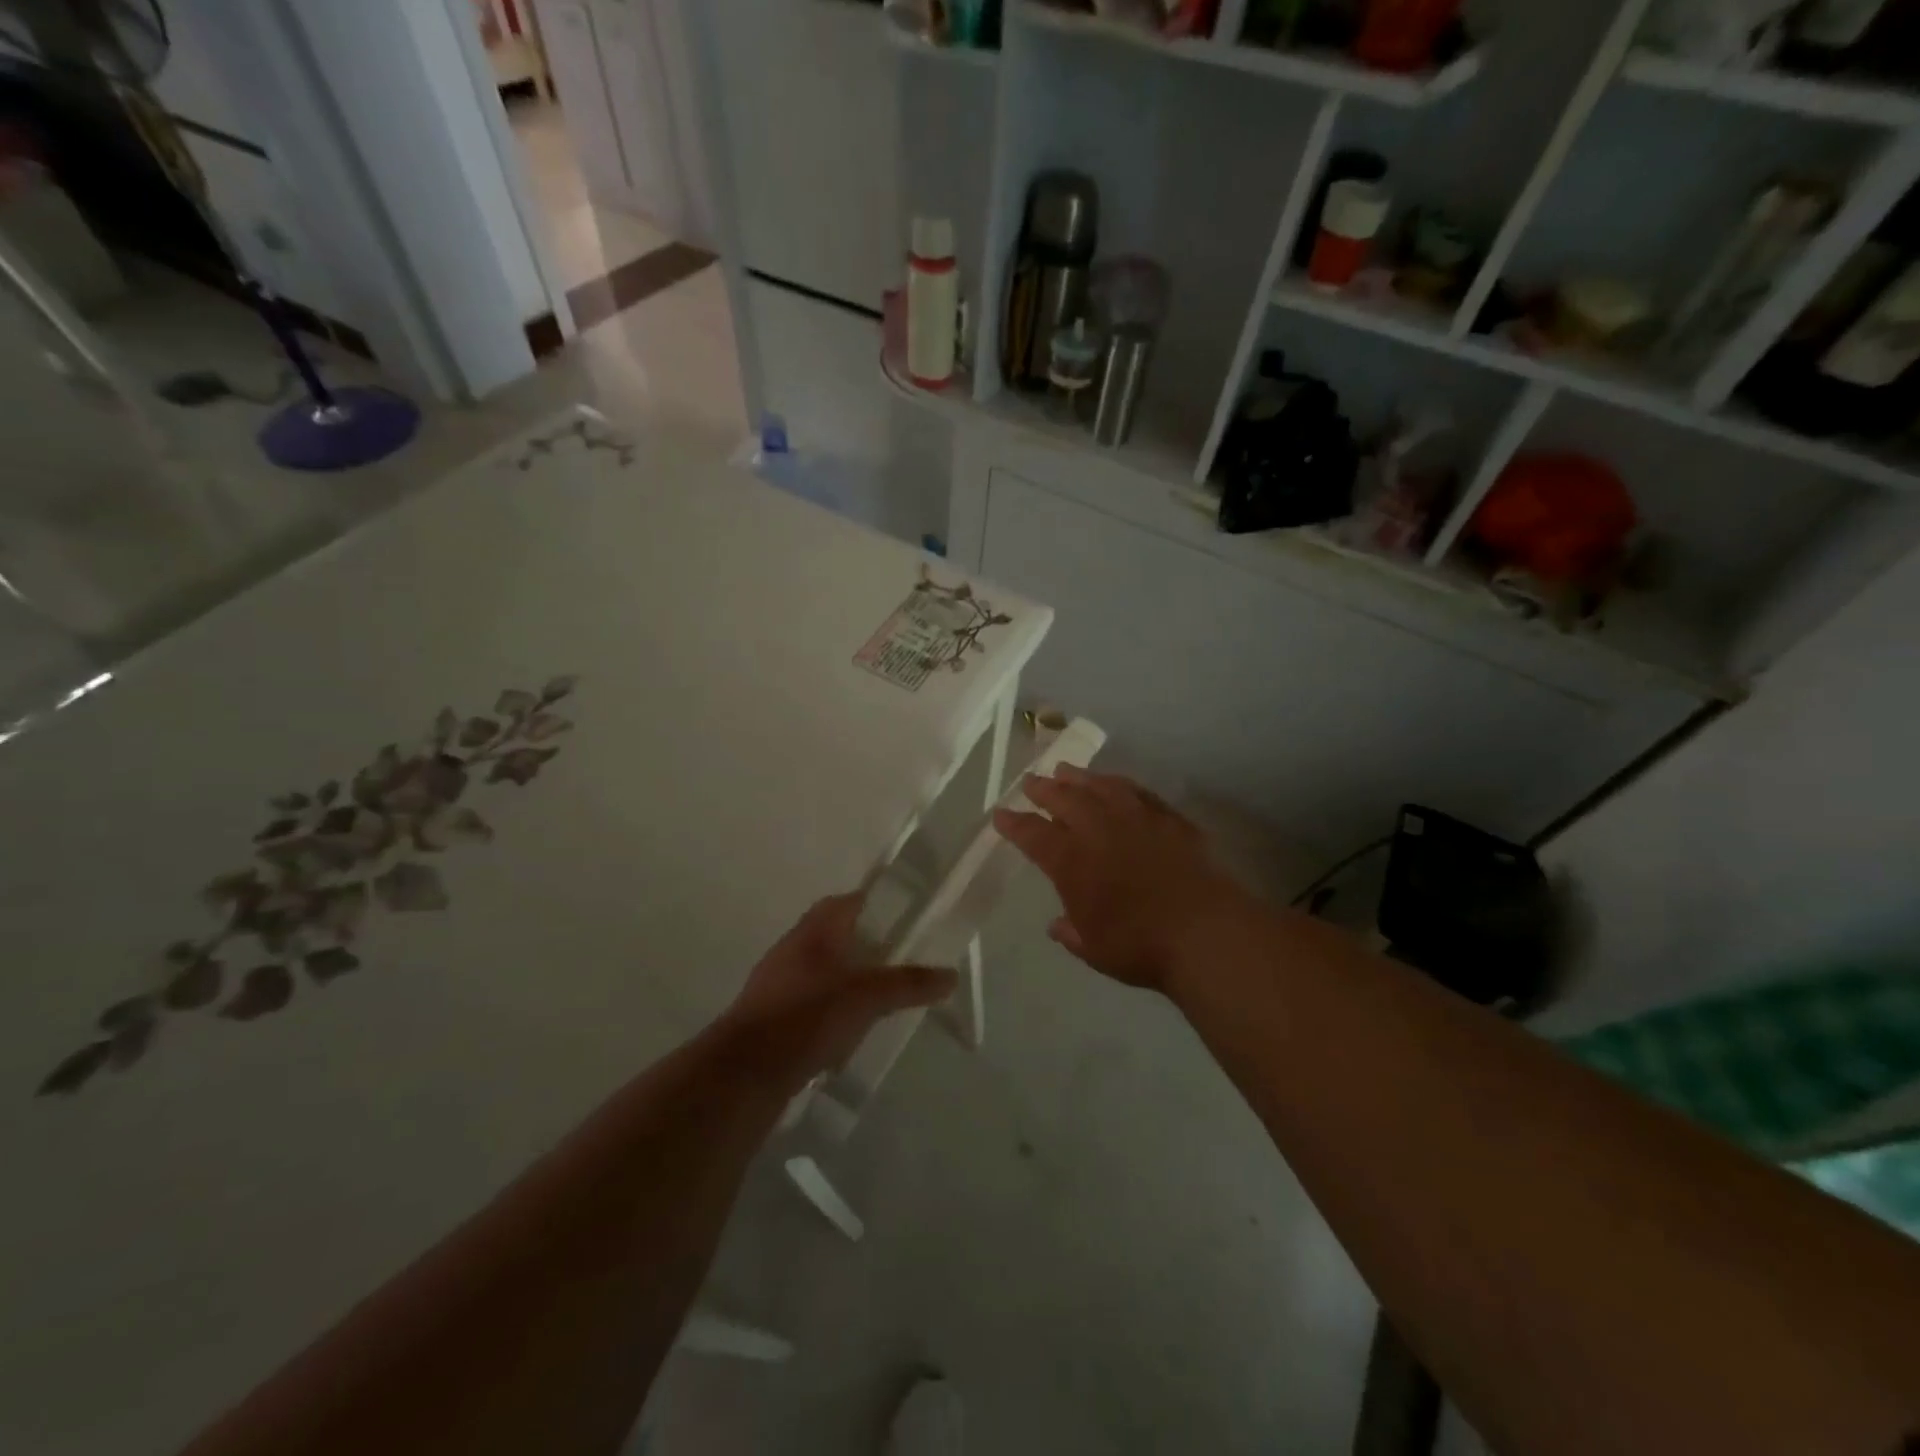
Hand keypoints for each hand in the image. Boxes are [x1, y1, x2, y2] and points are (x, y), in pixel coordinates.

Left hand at [722, 891, 957, 1087]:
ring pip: (822, 968)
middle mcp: (793, 946)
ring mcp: (778, 981)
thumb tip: (951, 975)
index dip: (877, 906)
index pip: (848, 902)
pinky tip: (849, 1029)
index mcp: (815, 929)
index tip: (905, 919)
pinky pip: (809, 1000)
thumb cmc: (808, 1016)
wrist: (745, 1071)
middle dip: (866, 944)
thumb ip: (909, 984)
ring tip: (880, 996)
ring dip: (848, 977)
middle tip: (899, 960)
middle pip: (835, 934)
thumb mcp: (868, 997)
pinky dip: (831, 1006)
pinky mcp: (771, 1015)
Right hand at [994, 765, 1259, 991]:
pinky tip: (1118, 786)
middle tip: (1031, 781)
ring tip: (1067, 771)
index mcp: (1071, 861)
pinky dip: (1122, 786)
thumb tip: (1058, 925)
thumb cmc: (1139, 946)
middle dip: (1043, 789)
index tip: (1001, 813)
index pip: (1033, 834)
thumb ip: (1072, 933)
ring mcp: (1136, 819)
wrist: (1204, 933)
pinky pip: (1138, 793)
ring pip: (1101, 787)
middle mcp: (1099, 830)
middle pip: (1064, 799)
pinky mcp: (1168, 819)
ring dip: (1080, 778)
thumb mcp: (1094, 950)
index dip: (1014, 823)